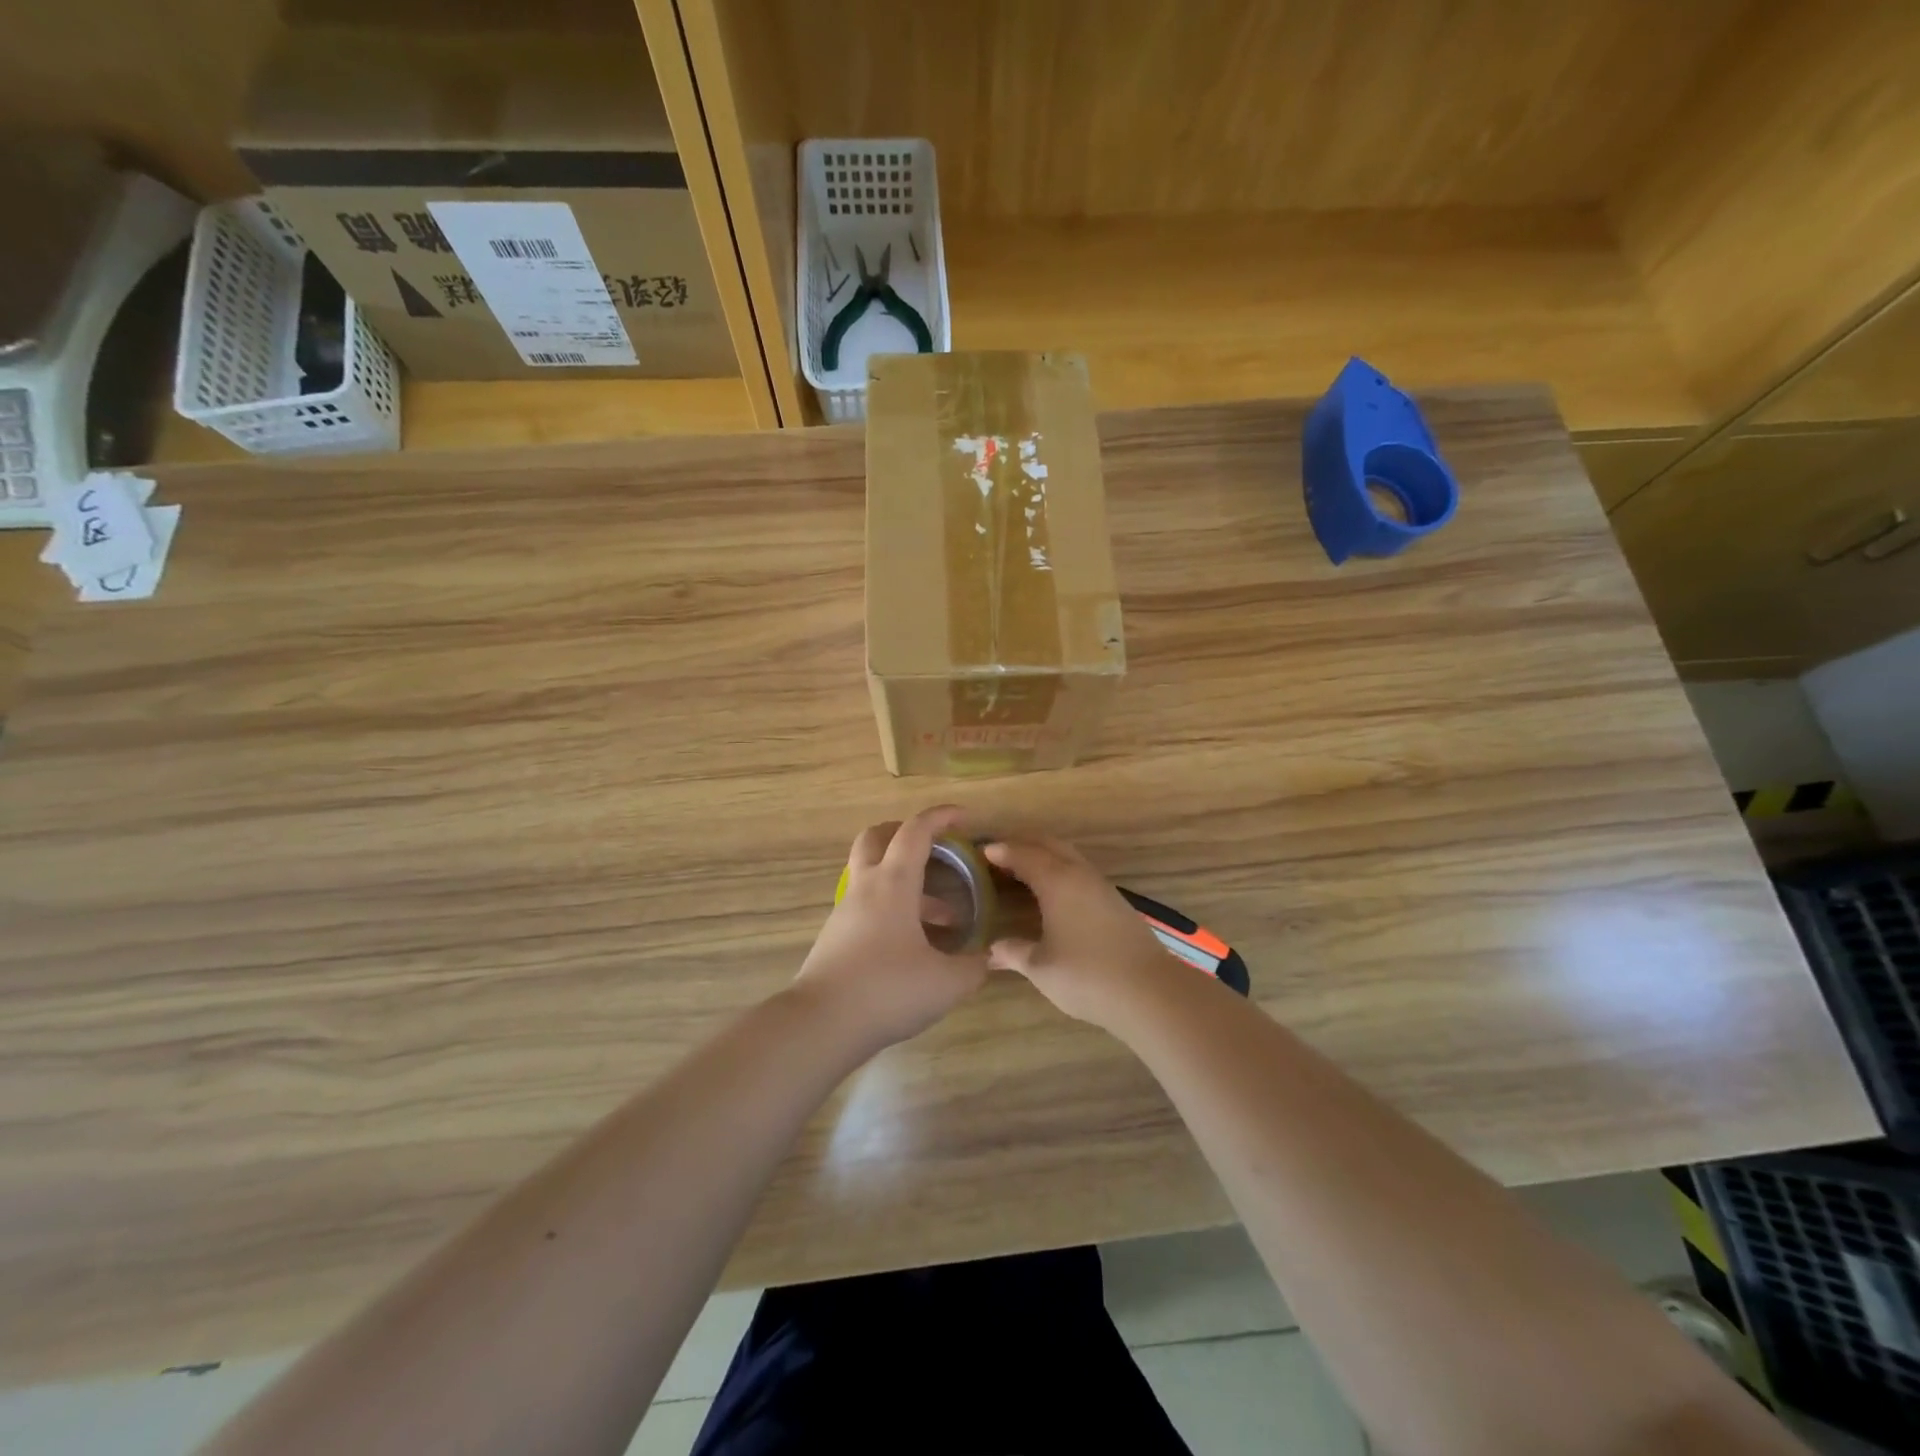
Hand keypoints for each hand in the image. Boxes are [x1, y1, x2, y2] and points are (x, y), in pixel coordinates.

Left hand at [795, 804, 990, 1051]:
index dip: (941, 817)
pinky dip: (894, 910)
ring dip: (907, 884)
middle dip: (904, 833)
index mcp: (893, 883)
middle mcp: (865, 888)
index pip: (915, 831)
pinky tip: (915, 946)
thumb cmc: (887, 990)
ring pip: (873, 877)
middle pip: (875, 838)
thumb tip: (986, 959)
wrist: (821, 1025)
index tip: (964, 817)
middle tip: (934, 847)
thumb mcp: (946, 983)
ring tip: (945, 918)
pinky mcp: (836, 938)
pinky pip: (868, 907)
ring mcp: (846, 913)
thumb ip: (973, 966)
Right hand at [984, 836, 1184, 1027]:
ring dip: (1045, 854)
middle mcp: (1079, 874)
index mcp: (1056, 881)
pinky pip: (1080, 870)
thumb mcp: (1041, 968)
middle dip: (1023, 843)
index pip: (1023, 854)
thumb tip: (991, 950)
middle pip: (1048, 844)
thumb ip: (1014, 953)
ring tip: (1024, 867)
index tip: (981, 851)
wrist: (1149, 991)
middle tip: (1000, 852)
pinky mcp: (1115, 901)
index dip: (1001, 851)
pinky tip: (1054, 890)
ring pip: (1069, 855)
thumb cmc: (1086, 976)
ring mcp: (1101, 886)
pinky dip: (1060, 868)